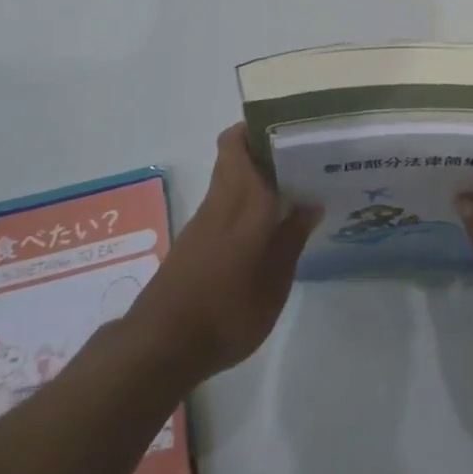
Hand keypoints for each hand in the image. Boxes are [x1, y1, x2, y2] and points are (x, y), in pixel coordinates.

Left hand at [128, 123, 321, 388]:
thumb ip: (291, 240)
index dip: (260, 127)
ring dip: (256, 173)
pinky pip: (225, 201)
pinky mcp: (195, 239)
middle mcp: (221, 201)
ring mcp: (204, 219)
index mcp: (243, 203)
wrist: (162, 346)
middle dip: (262, 146)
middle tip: (301, 156)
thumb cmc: (226, 314)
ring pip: (229, 175)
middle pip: (232, 152)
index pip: (239, 144)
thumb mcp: (273, 285)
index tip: (291, 128)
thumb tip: (310, 204)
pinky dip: (246, 199)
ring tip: (294, 186)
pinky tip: (269, 222)